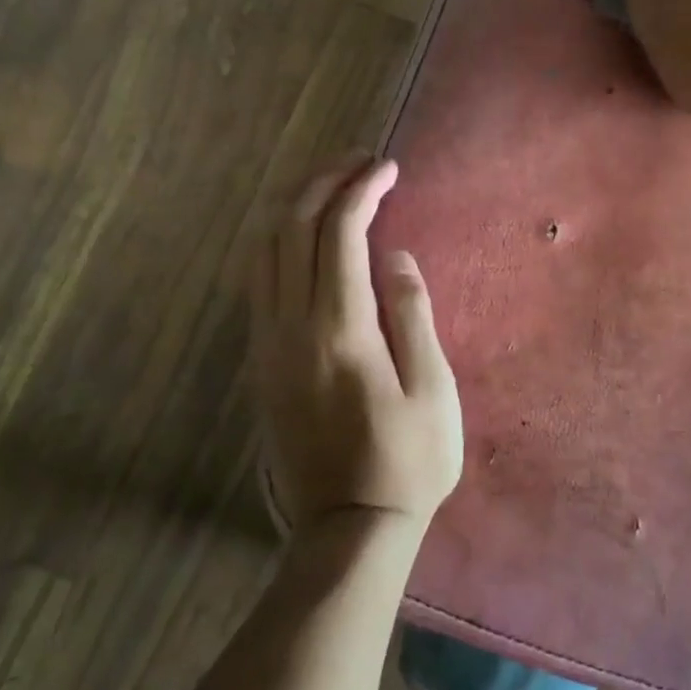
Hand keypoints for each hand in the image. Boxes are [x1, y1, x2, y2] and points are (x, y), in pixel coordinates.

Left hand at [249, 155, 462, 535]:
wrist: (349, 526)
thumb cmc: (408, 461)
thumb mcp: (433, 389)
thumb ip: (412, 314)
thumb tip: (393, 255)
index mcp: (340, 329)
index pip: (341, 233)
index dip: (362, 190)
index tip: (388, 168)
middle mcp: (292, 326)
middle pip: (292, 229)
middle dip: (324, 183)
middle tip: (360, 163)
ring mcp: (268, 344)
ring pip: (264, 251)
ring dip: (294, 208)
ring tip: (331, 188)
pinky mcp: (260, 363)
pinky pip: (258, 281)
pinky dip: (278, 243)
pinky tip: (304, 240)